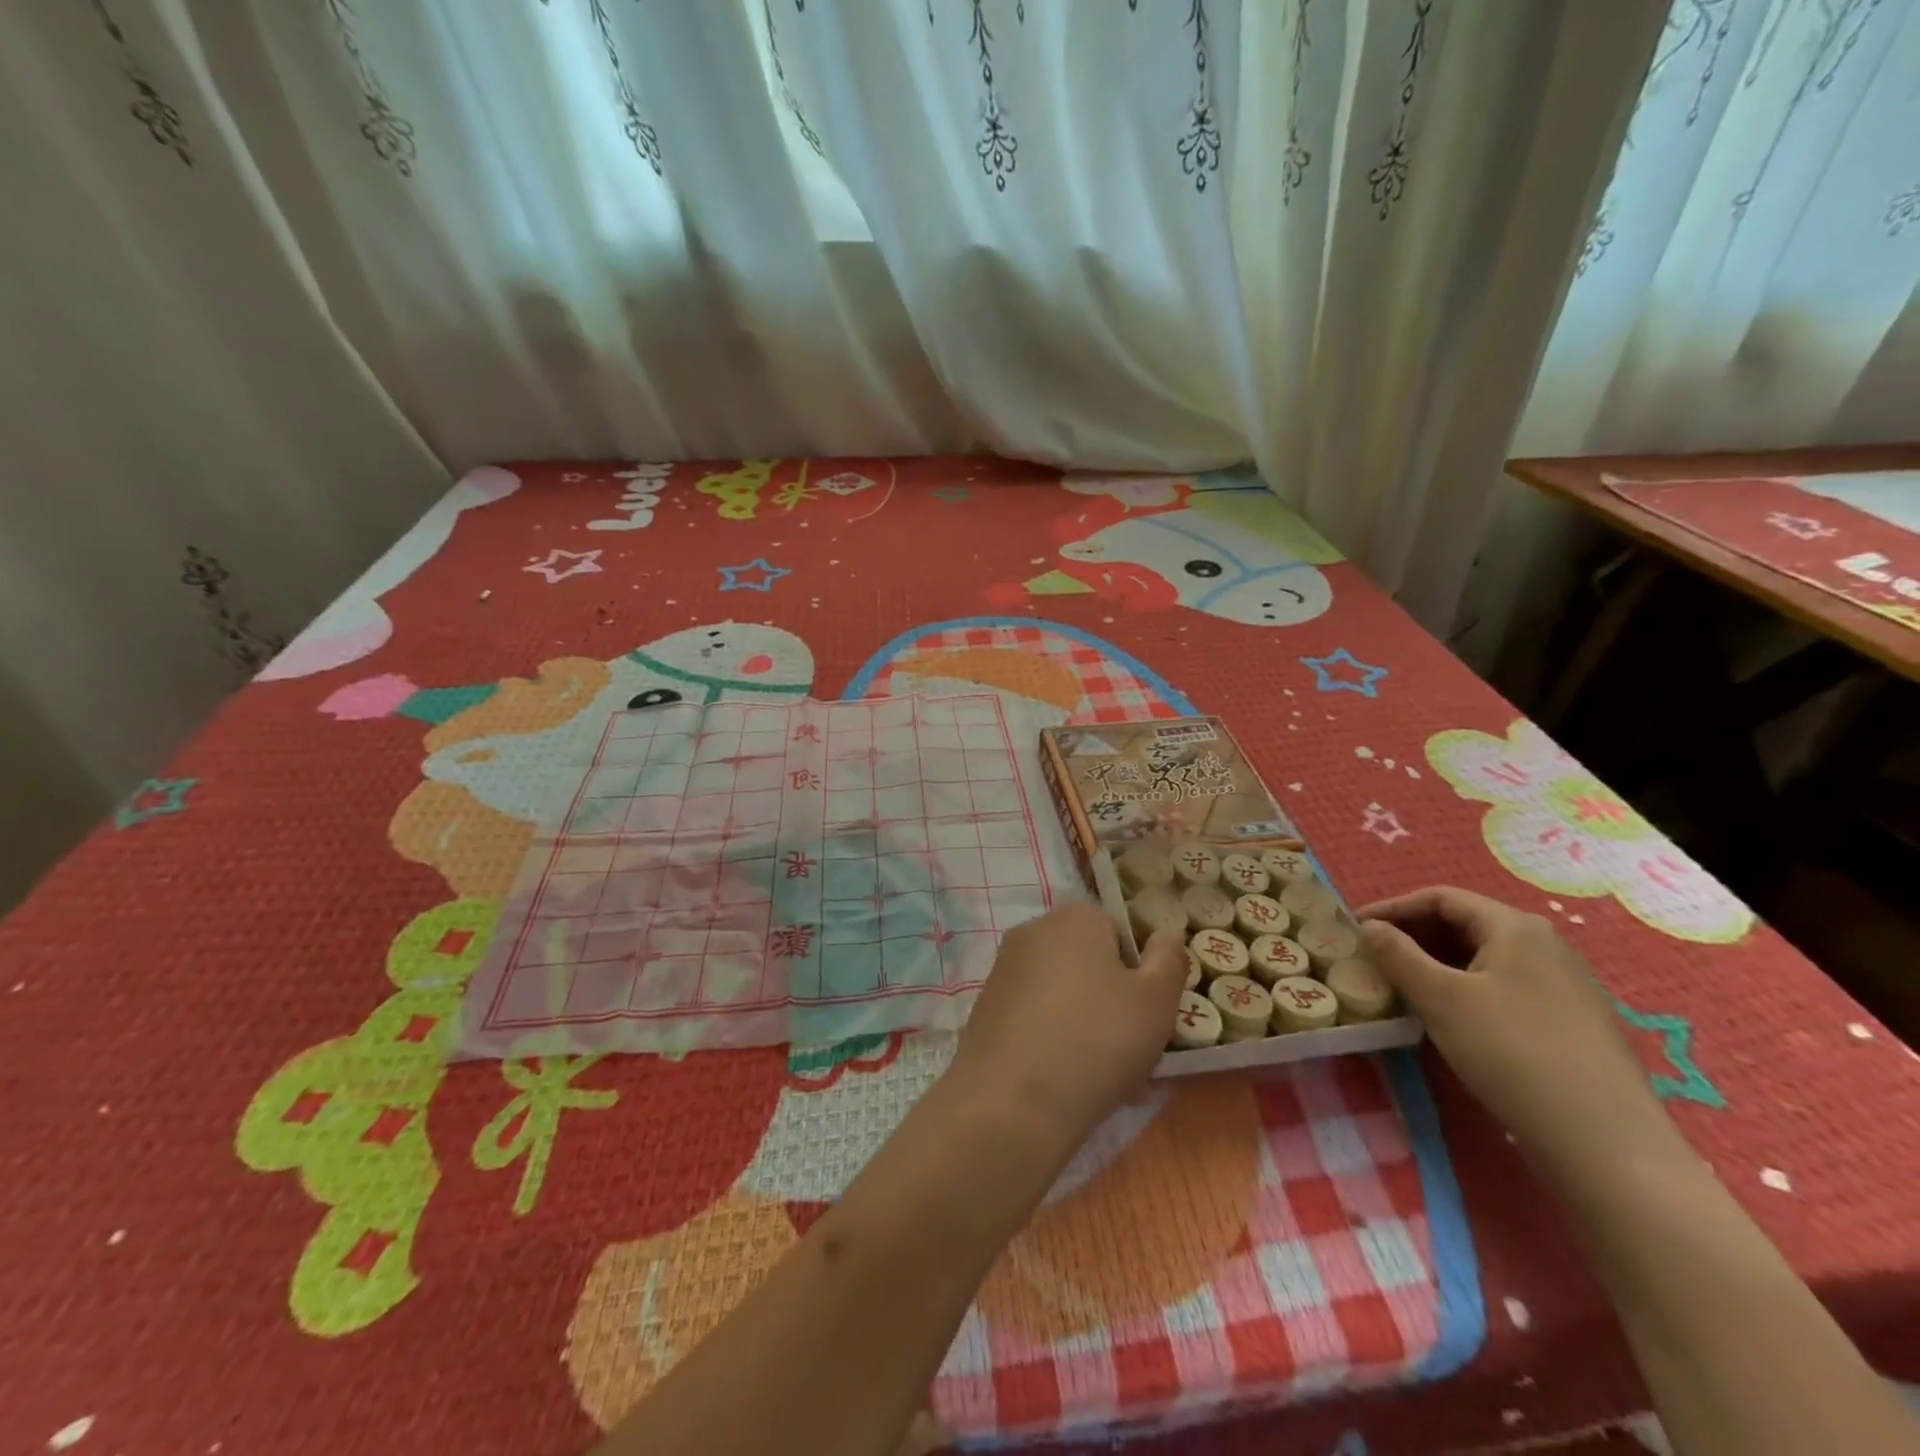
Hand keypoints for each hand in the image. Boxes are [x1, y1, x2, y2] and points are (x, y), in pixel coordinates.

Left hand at [950, 901, 1186, 1159]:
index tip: (1149, 1014)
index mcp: (1075, 917)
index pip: (1120, 931)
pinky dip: (1053, 1039)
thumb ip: (1169, 960)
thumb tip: (1166, 932)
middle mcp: (1033, 931)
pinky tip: (1066, 1081)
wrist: (1011, 1103)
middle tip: (1132, 1049)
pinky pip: (1036, 1017)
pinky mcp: (987, 1007)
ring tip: (1104, 1076)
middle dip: (1112, 1000)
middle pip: (1089, 961)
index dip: (1140, 972)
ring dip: (1086, 1024)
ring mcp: (1004, 969)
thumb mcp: (1156, 1001)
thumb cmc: (1097, 1041)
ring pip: (1064, 993)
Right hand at [1357, 886, 1673, 1172]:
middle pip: (1464, 924)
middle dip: (1413, 936)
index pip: (1441, 898)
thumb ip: (1397, 955)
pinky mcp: (1569, 1022)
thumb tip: (1368, 927)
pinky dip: (1464, 989)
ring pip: (1482, 958)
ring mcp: (1563, 985)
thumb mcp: (1441, 999)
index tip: (1355, 929)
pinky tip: (1447, 1017)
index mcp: (1515, 928)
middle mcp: (1544, 946)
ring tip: (1401, 987)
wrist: (1605, 1143)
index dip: (1393, 908)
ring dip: (1435, 964)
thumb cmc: (1512, 1053)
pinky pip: (1502, 987)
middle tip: (1373, 958)